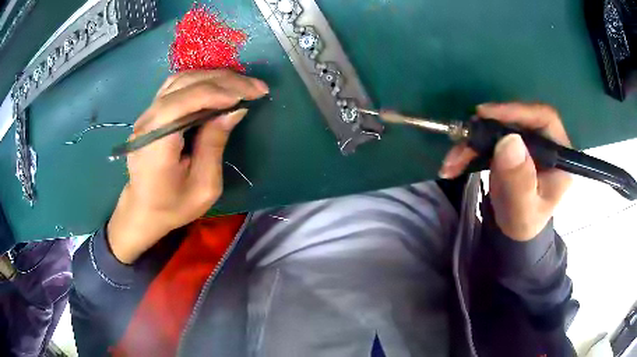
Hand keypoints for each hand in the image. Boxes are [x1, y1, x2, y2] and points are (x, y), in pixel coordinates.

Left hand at [108, 70, 268, 263]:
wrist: (143, 209)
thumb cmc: (173, 205)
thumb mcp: (203, 186)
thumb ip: (215, 144)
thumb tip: (235, 110)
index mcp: (156, 143)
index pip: (183, 102)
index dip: (216, 93)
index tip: (248, 96)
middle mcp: (148, 121)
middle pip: (185, 84)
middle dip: (224, 81)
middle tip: (256, 87)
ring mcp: (147, 114)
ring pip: (182, 80)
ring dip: (215, 77)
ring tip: (243, 84)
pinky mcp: (152, 113)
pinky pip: (177, 86)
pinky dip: (201, 80)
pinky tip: (219, 85)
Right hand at [439, 103, 571, 240]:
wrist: (514, 231)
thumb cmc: (523, 223)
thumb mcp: (523, 210)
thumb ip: (520, 181)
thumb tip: (509, 140)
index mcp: (559, 155)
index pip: (544, 118)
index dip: (517, 111)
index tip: (487, 115)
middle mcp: (544, 142)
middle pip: (517, 120)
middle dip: (487, 129)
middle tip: (464, 137)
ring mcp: (527, 142)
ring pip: (499, 128)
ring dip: (472, 141)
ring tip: (453, 160)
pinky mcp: (511, 145)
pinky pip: (489, 138)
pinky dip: (470, 149)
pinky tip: (454, 162)